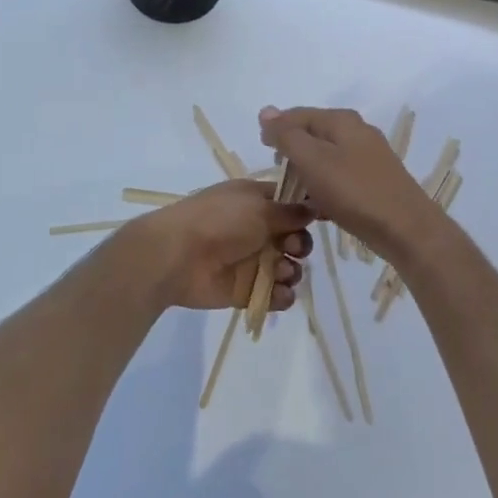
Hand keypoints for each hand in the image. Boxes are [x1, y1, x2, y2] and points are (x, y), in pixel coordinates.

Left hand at [130, 180, 312, 312]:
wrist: (177, 256)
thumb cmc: (219, 221)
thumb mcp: (259, 207)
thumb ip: (290, 211)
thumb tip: (315, 206)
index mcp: (255, 202)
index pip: (290, 204)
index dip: (306, 213)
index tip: (320, 219)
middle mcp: (256, 230)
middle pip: (294, 239)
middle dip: (299, 245)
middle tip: (290, 247)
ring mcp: (251, 261)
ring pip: (288, 268)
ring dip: (292, 271)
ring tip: (280, 272)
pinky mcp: (246, 290)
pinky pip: (275, 294)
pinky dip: (282, 295)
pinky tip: (279, 292)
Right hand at [258, 106, 447, 262]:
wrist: (405, 229)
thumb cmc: (353, 191)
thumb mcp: (312, 160)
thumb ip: (287, 135)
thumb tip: (266, 111)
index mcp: (342, 121)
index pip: (298, 115)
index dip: (276, 129)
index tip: (262, 151)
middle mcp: (357, 132)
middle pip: (313, 135)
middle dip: (292, 152)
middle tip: (278, 175)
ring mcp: (369, 158)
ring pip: (326, 158)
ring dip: (307, 173)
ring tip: (293, 194)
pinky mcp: (374, 182)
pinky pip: (340, 179)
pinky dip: (325, 189)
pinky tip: (317, 208)